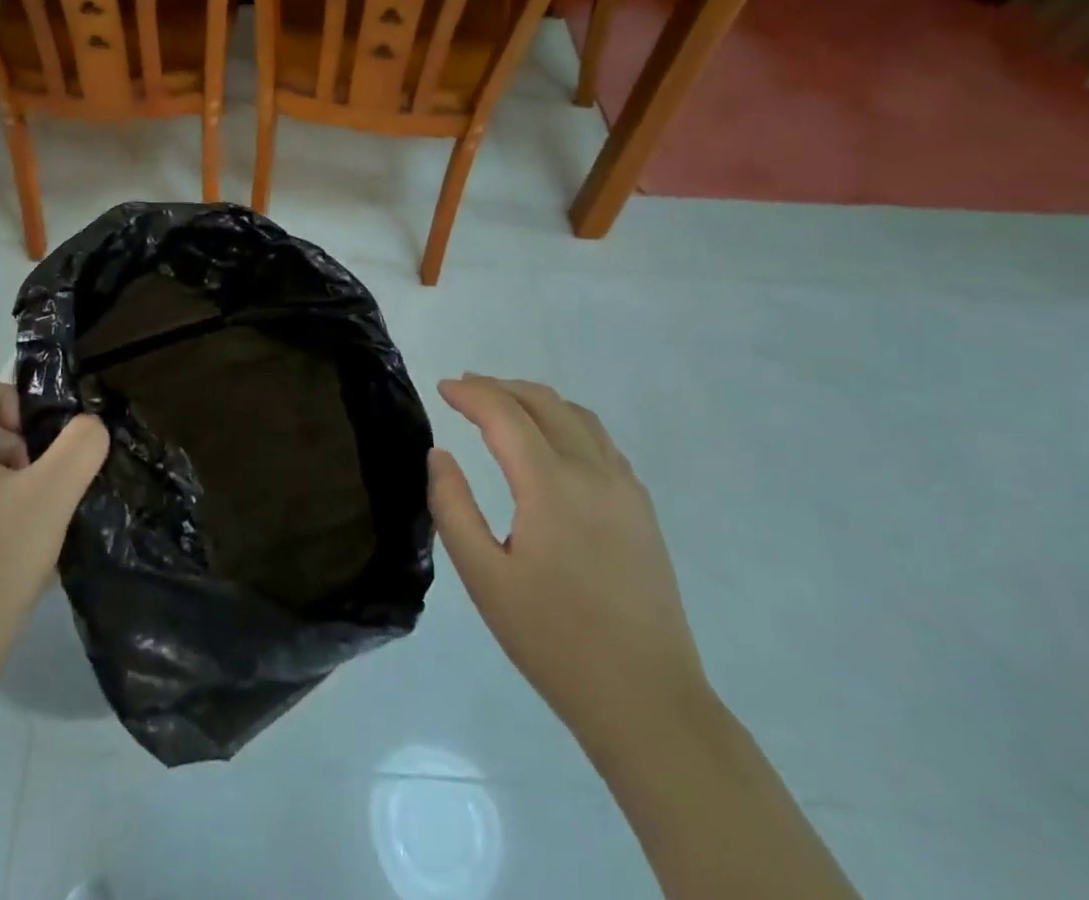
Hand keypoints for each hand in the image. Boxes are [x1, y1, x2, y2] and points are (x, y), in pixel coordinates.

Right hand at [428, 375, 708, 755]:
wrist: (647, 701)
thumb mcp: (483, 578)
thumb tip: (440, 455)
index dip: (470, 393)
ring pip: (578, 416)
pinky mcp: (641, 510)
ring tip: (504, 406)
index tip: (442, 387)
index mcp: (550, 485)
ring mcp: (624, 489)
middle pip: (544, 402)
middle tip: (466, 389)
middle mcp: (592, 472)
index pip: (505, 414)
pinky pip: (601, 442)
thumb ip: (453, 507)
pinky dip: (567, 422)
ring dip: (536, 400)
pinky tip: (552, 443)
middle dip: (500, 387)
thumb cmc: (554, 640)